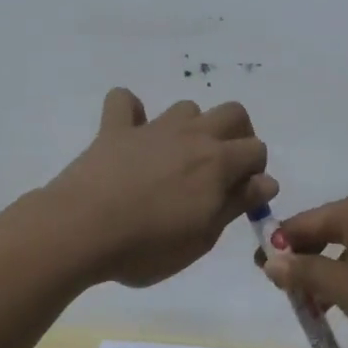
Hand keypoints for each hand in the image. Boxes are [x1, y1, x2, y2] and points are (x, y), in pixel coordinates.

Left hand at [45, 88, 277, 287]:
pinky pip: (124, 101)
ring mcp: (152, 128)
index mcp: (218, 163)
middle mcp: (192, 135)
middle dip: (236, 135)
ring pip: (186, 107)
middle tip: (221, 169)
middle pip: (232, 113)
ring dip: (191, 126)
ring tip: (177, 158)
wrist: (81, 231)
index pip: (256, 150)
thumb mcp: (202, 237)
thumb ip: (236, 204)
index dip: (256, 172)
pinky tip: (131, 133)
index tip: (241, 196)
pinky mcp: (115, 129)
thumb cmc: (147, 245)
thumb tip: (266, 181)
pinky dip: (131, 111)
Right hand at [261, 189, 347, 347]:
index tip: (262, 275)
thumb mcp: (344, 288)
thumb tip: (270, 260)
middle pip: (323, 232)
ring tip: (318, 306)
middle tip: (291, 295)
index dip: (279, 248)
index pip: (301, 224)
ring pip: (345, 246)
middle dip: (304, 263)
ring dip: (327, 273)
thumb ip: (305, 272)